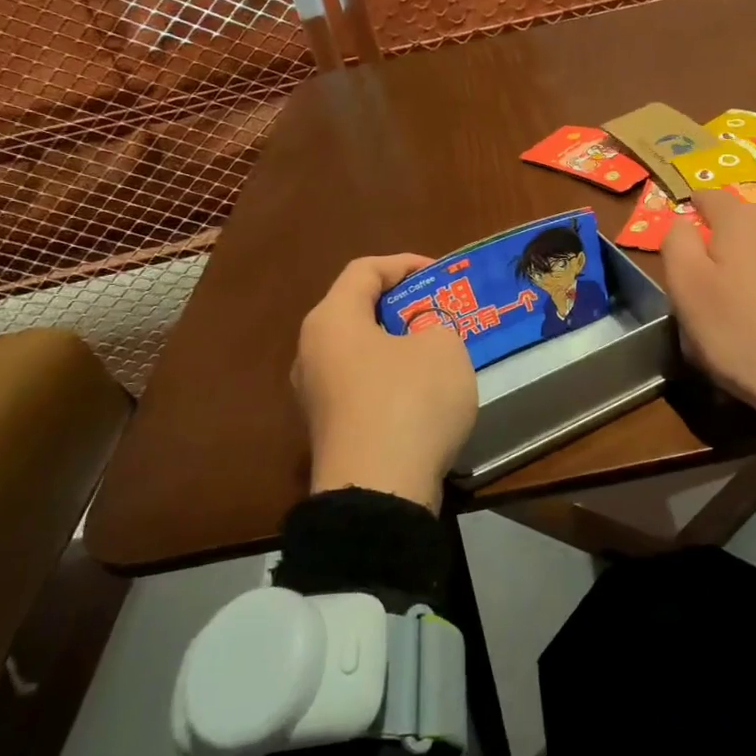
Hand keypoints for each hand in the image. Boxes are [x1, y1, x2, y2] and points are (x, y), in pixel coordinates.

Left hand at [293, 254, 477, 512]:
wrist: (378, 492)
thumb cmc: (410, 401)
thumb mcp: (443, 347)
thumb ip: (434, 326)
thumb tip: (420, 336)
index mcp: (332, 320)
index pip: (364, 270)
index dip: (404, 263)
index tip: (439, 273)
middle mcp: (312, 352)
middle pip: (357, 311)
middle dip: (401, 306)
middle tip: (439, 311)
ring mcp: (315, 396)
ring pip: (359, 352)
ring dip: (397, 345)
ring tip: (436, 351)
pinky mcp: (329, 430)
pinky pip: (361, 387)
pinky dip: (390, 379)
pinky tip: (423, 395)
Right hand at [661, 189, 755, 436]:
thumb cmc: (743, 337)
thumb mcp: (687, 293)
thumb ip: (677, 245)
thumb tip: (682, 222)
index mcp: (739, 223)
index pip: (711, 199)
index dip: (696, 208)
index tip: (688, 225)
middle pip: (749, 218)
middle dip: (732, 237)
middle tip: (721, 277)